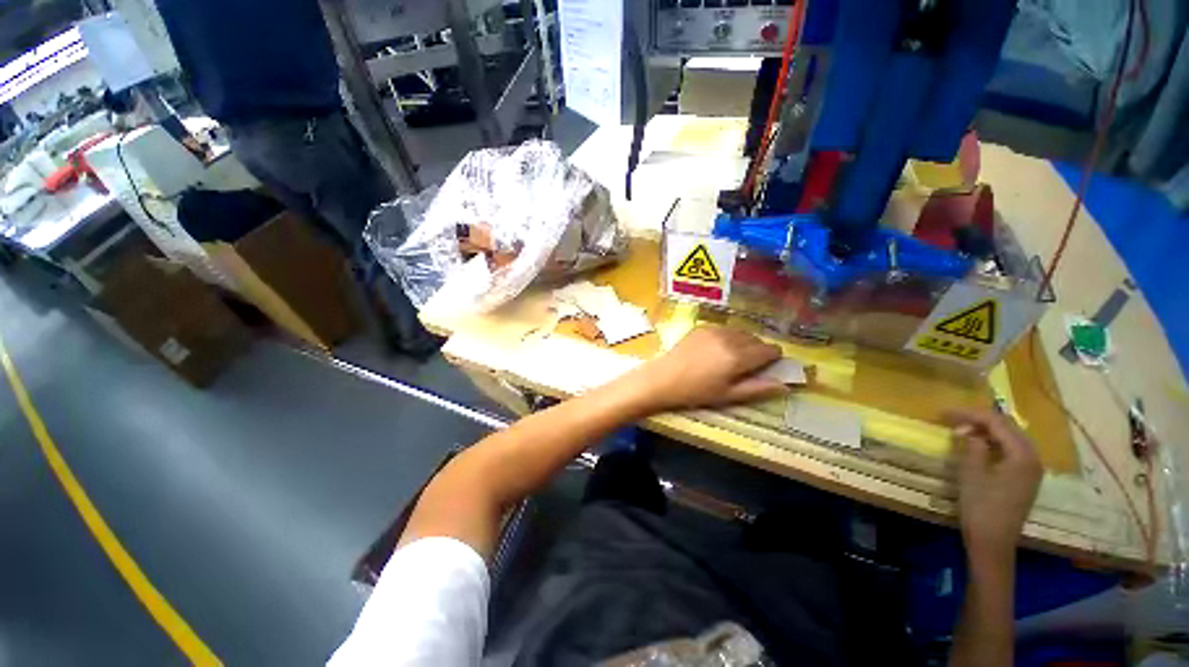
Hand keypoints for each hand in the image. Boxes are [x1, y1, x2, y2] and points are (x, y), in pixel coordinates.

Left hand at [627, 326, 785, 411]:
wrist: (663, 378)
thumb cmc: (696, 392)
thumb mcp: (728, 395)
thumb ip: (758, 388)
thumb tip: (785, 385)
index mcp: (738, 357)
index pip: (769, 350)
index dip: (773, 357)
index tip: (768, 365)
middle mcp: (729, 338)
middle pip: (756, 339)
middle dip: (758, 350)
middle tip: (748, 365)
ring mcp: (714, 330)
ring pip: (740, 331)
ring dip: (743, 341)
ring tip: (732, 357)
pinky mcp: (701, 327)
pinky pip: (724, 328)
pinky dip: (727, 336)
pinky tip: (716, 349)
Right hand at [946, 409, 1042, 564]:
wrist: (993, 542)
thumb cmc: (980, 506)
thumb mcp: (971, 473)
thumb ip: (972, 446)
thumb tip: (967, 429)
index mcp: (1022, 455)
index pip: (997, 422)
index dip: (970, 414)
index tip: (943, 412)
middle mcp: (1033, 458)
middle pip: (1008, 427)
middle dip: (980, 419)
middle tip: (952, 418)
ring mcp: (1032, 469)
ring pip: (1011, 438)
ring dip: (988, 430)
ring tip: (963, 429)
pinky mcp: (1026, 478)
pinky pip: (1012, 450)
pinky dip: (995, 442)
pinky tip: (979, 445)